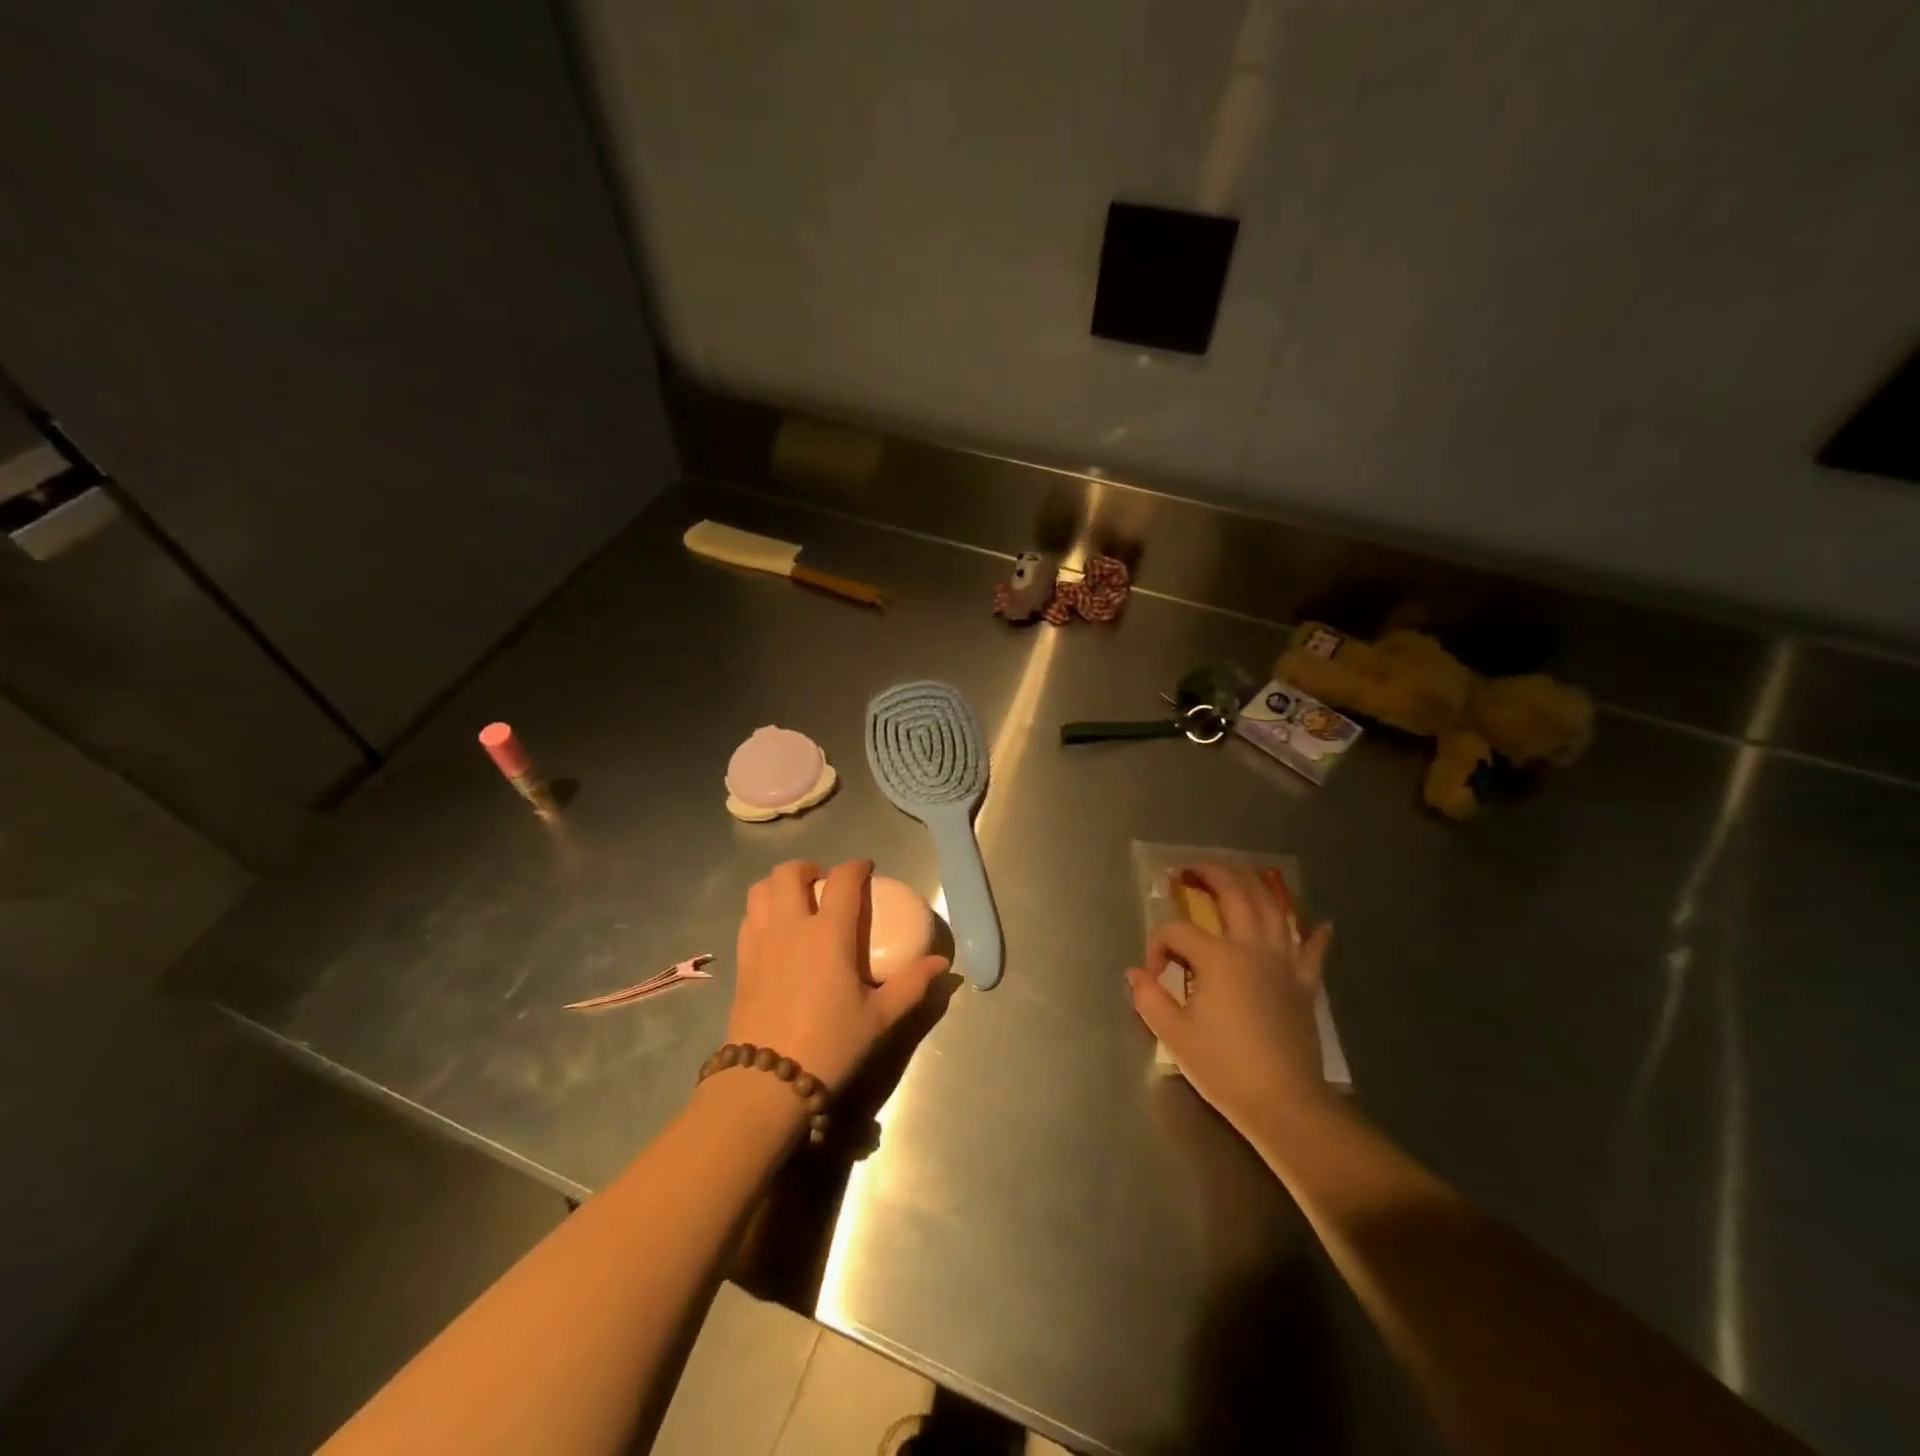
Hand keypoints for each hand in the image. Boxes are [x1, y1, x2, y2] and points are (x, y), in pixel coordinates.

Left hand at [728, 859, 948, 1091]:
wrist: (768, 1082)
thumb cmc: (830, 1044)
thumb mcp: (879, 1018)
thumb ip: (912, 985)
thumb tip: (941, 964)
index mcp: (828, 934)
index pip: (843, 881)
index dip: (856, 867)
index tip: (866, 869)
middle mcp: (790, 927)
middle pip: (789, 873)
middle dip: (808, 868)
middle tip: (824, 882)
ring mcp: (760, 943)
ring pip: (760, 891)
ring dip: (779, 885)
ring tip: (796, 900)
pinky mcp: (741, 963)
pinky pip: (747, 919)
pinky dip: (761, 911)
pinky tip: (775, 932)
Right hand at [1126, 863, 1335, 1136]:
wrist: (1285, 1103)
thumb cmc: (1224, 1067)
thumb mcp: (1174, 1035)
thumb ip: (1150, 998)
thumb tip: (1136, 973)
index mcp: (1217, 958)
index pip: (1177, 933)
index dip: (1157, 946)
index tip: (1152, 976)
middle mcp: (1252, 949)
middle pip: (1234, 895)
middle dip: (1212, 875)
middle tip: (1194, 867)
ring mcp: (1284, 964)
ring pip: (1273, 910)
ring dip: (1256, 886)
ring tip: (1242, 873)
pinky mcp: (1304, 985)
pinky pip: (1312, 951)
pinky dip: (1314, 934)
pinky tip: (1320, 922)